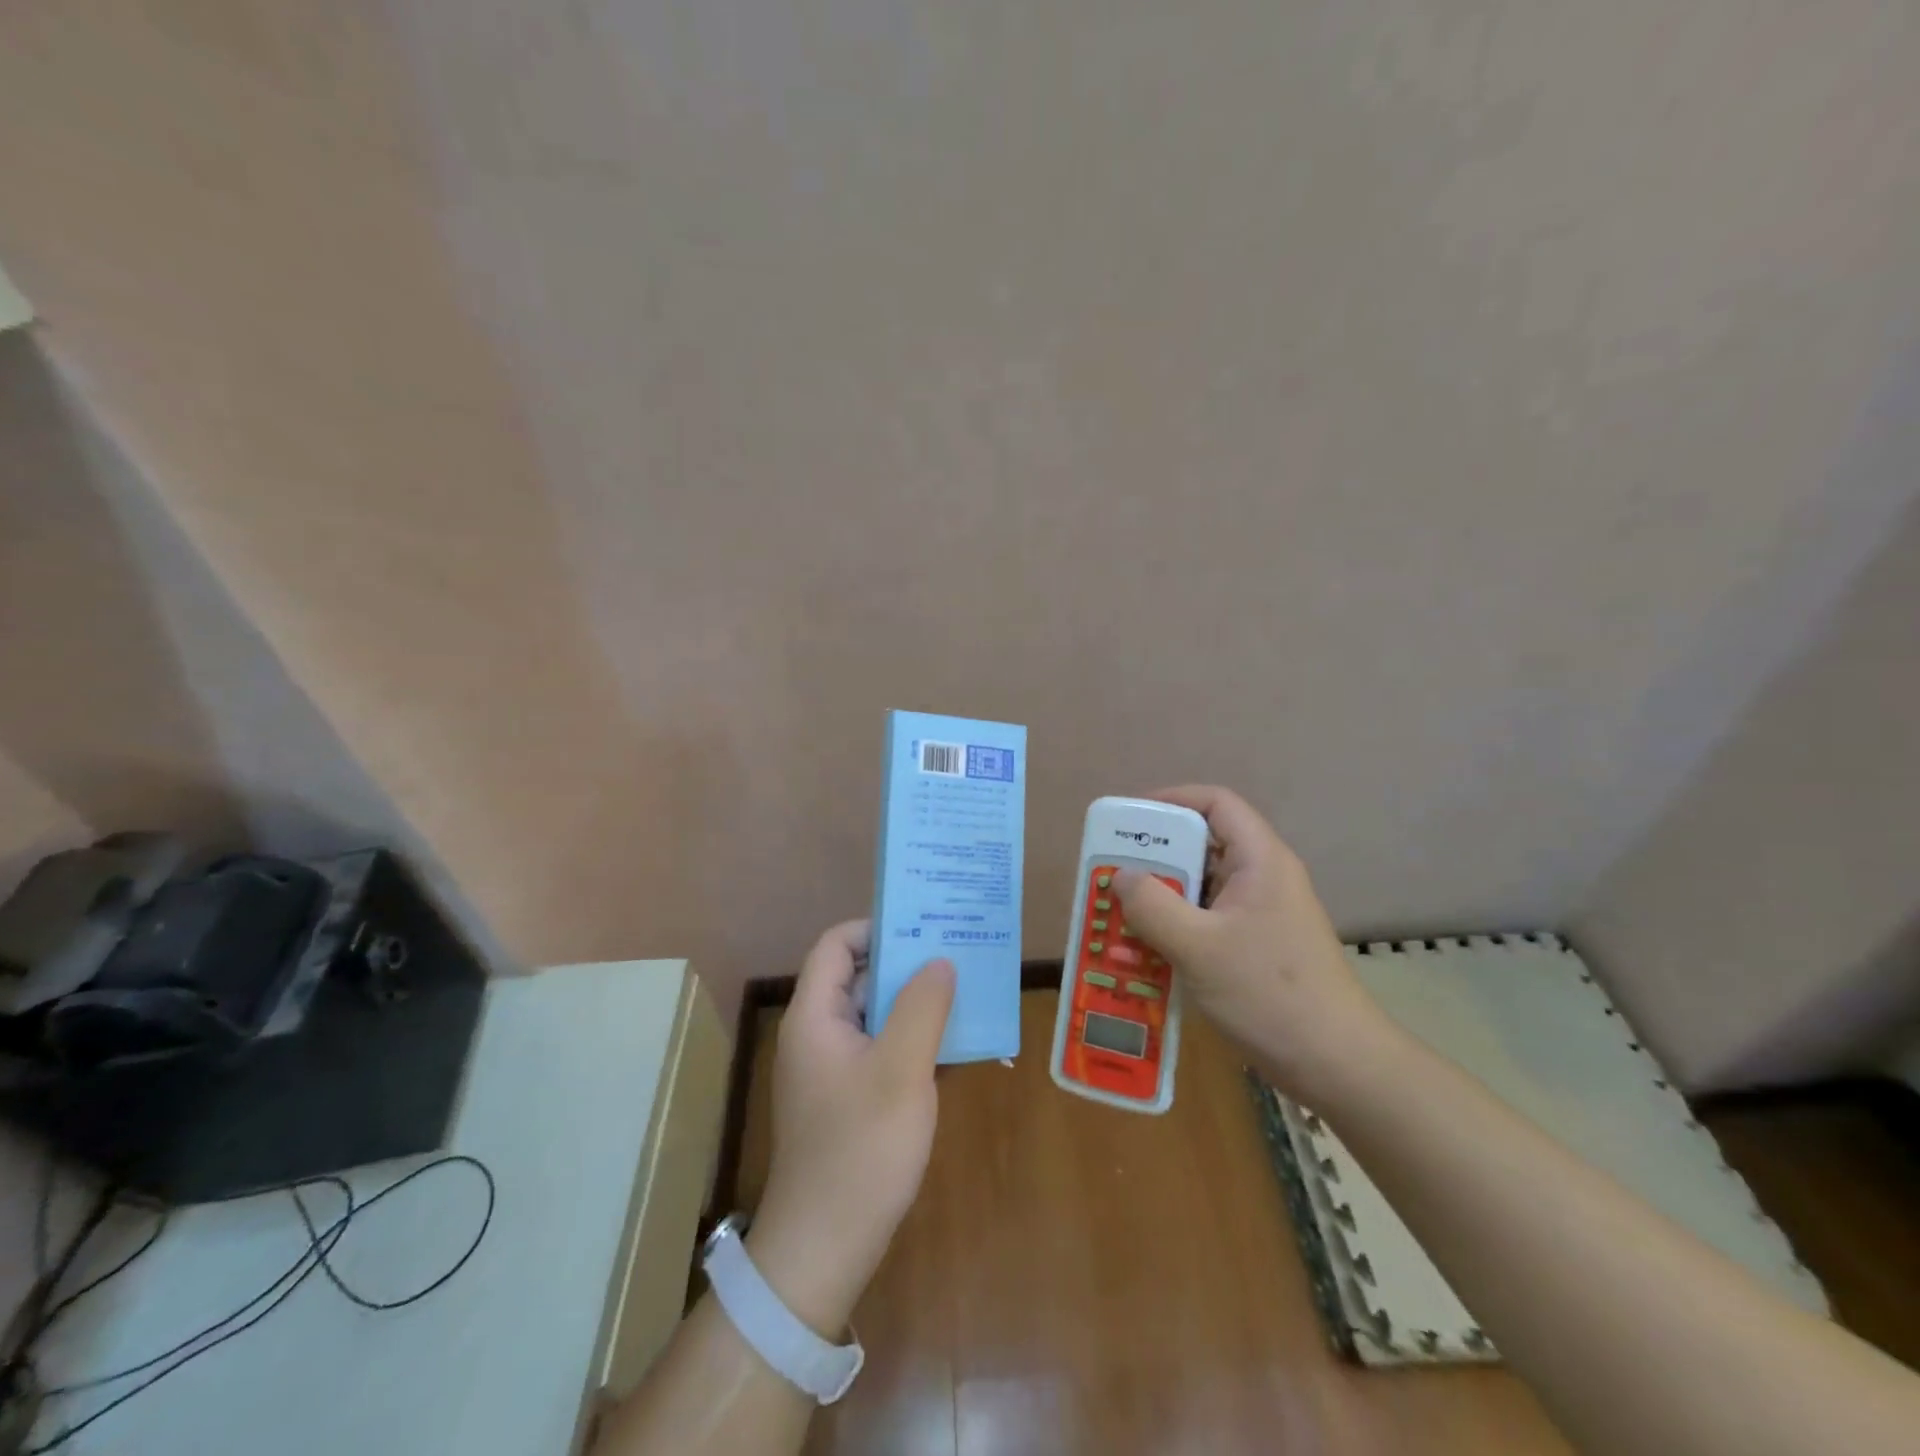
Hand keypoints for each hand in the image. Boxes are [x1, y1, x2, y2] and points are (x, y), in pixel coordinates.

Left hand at [748, 921, 953, 1336]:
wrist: (825, 1248)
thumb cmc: (861, 1149)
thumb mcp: (901, 1070)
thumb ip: (922, 1008)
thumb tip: (939, 960)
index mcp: (816, 1016)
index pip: (836, 946)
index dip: (876, 928)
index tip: (924, 927)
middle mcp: (818, 1033)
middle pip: (859, 977)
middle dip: (906, 963)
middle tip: (956, 953)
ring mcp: (832, 1068)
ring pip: (874, 1015)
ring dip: (914, 1003)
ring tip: (964, 991)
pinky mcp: (848, 1098)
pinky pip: (880, 1049)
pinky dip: (911, 1040)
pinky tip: (954, 1046)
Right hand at [1115, 786, 1390, 1101]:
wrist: (1336, 1066)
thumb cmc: (1269, 993)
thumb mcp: (1199, 947)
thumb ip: (1153, 906)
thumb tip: (1121, 877)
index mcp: (1259, 861)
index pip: (1216, 803)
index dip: (1172, 800)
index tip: (1130, 821)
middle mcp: (1261, 879)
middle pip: (1202, 846)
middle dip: (1153, 859)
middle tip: (1112, 874)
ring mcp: (1259, 916)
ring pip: (1200, 890)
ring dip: (1158, 900)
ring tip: (1116, 915)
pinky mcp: (1254, 948)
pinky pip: (1205, 923)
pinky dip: (1173, 931)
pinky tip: (1139, 954)